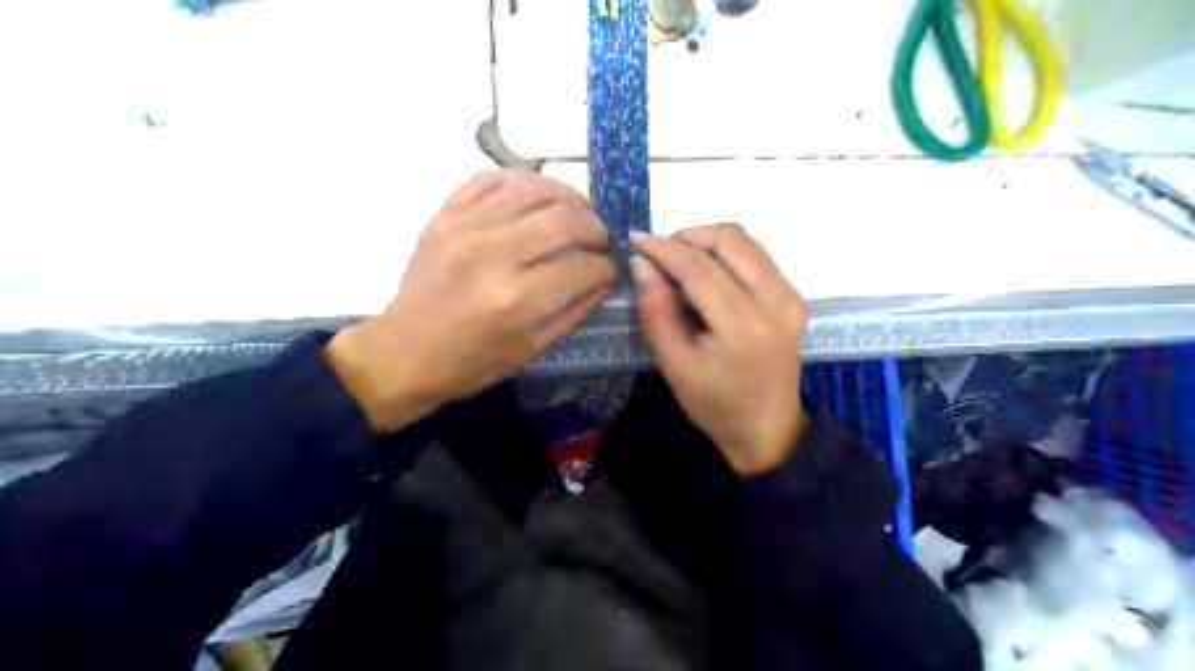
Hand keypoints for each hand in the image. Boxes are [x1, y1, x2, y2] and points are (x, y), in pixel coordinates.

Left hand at [331, 167, 620, 429]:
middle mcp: (495, 253)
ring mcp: (466, 227)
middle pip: (566, 218)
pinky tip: (532, 201)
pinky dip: (520, 183)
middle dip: (596, 228)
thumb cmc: (470, 363)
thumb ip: (574, 311)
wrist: (402, 353)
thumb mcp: (531, 349)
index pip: (584, 266)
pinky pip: (491, 178)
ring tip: (574, 215)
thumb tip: (606, 279)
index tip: (610, 271)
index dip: (607, 268)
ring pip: (535, 188)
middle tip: (599, 240)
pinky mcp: (445, 214)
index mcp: (518, 298)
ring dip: (567, 198)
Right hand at [628, 224, 807, 472]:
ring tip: (678, 258)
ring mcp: (790, 294)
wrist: (768, 427)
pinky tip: (705, 269)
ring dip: (707, 239)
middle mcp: (776, 300)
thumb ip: (656, 312)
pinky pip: (756, 254)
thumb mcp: (675, 366)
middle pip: (729, 240)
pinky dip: (726, 251)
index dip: (664, 248)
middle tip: (658, 253)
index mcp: (744, 326)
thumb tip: (641, 264)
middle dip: (687, 236)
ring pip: (745, 241)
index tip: (635, 239)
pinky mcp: (794, 294)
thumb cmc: (716, 405)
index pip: (700, 267)